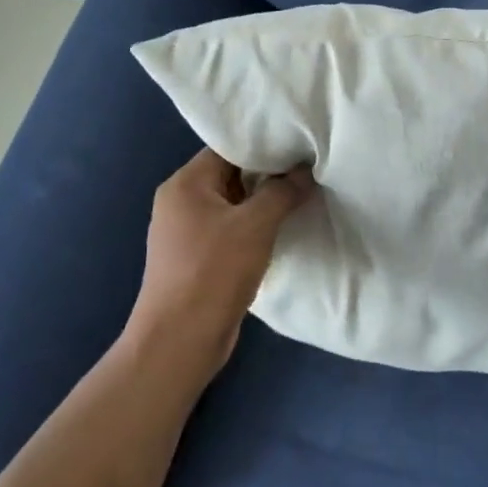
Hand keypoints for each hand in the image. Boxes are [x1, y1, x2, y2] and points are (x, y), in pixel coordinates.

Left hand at [128, 147, 314, 377]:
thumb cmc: (213, 272)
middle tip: (308, 169)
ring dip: (264, 202)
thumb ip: (283, 191)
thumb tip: (306, 169)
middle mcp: (181, 202)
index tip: (300, 144)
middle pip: (231, 174)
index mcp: (185, 184)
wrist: (179, 342)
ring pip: (234, 203)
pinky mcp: (198, 258)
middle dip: (269, 174)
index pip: (229, 148)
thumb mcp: (256, 225)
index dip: (265, 144)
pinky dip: (255, 226)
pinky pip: (231, 229)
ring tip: (302, 195)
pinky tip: (283, 229)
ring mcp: (187, 232)